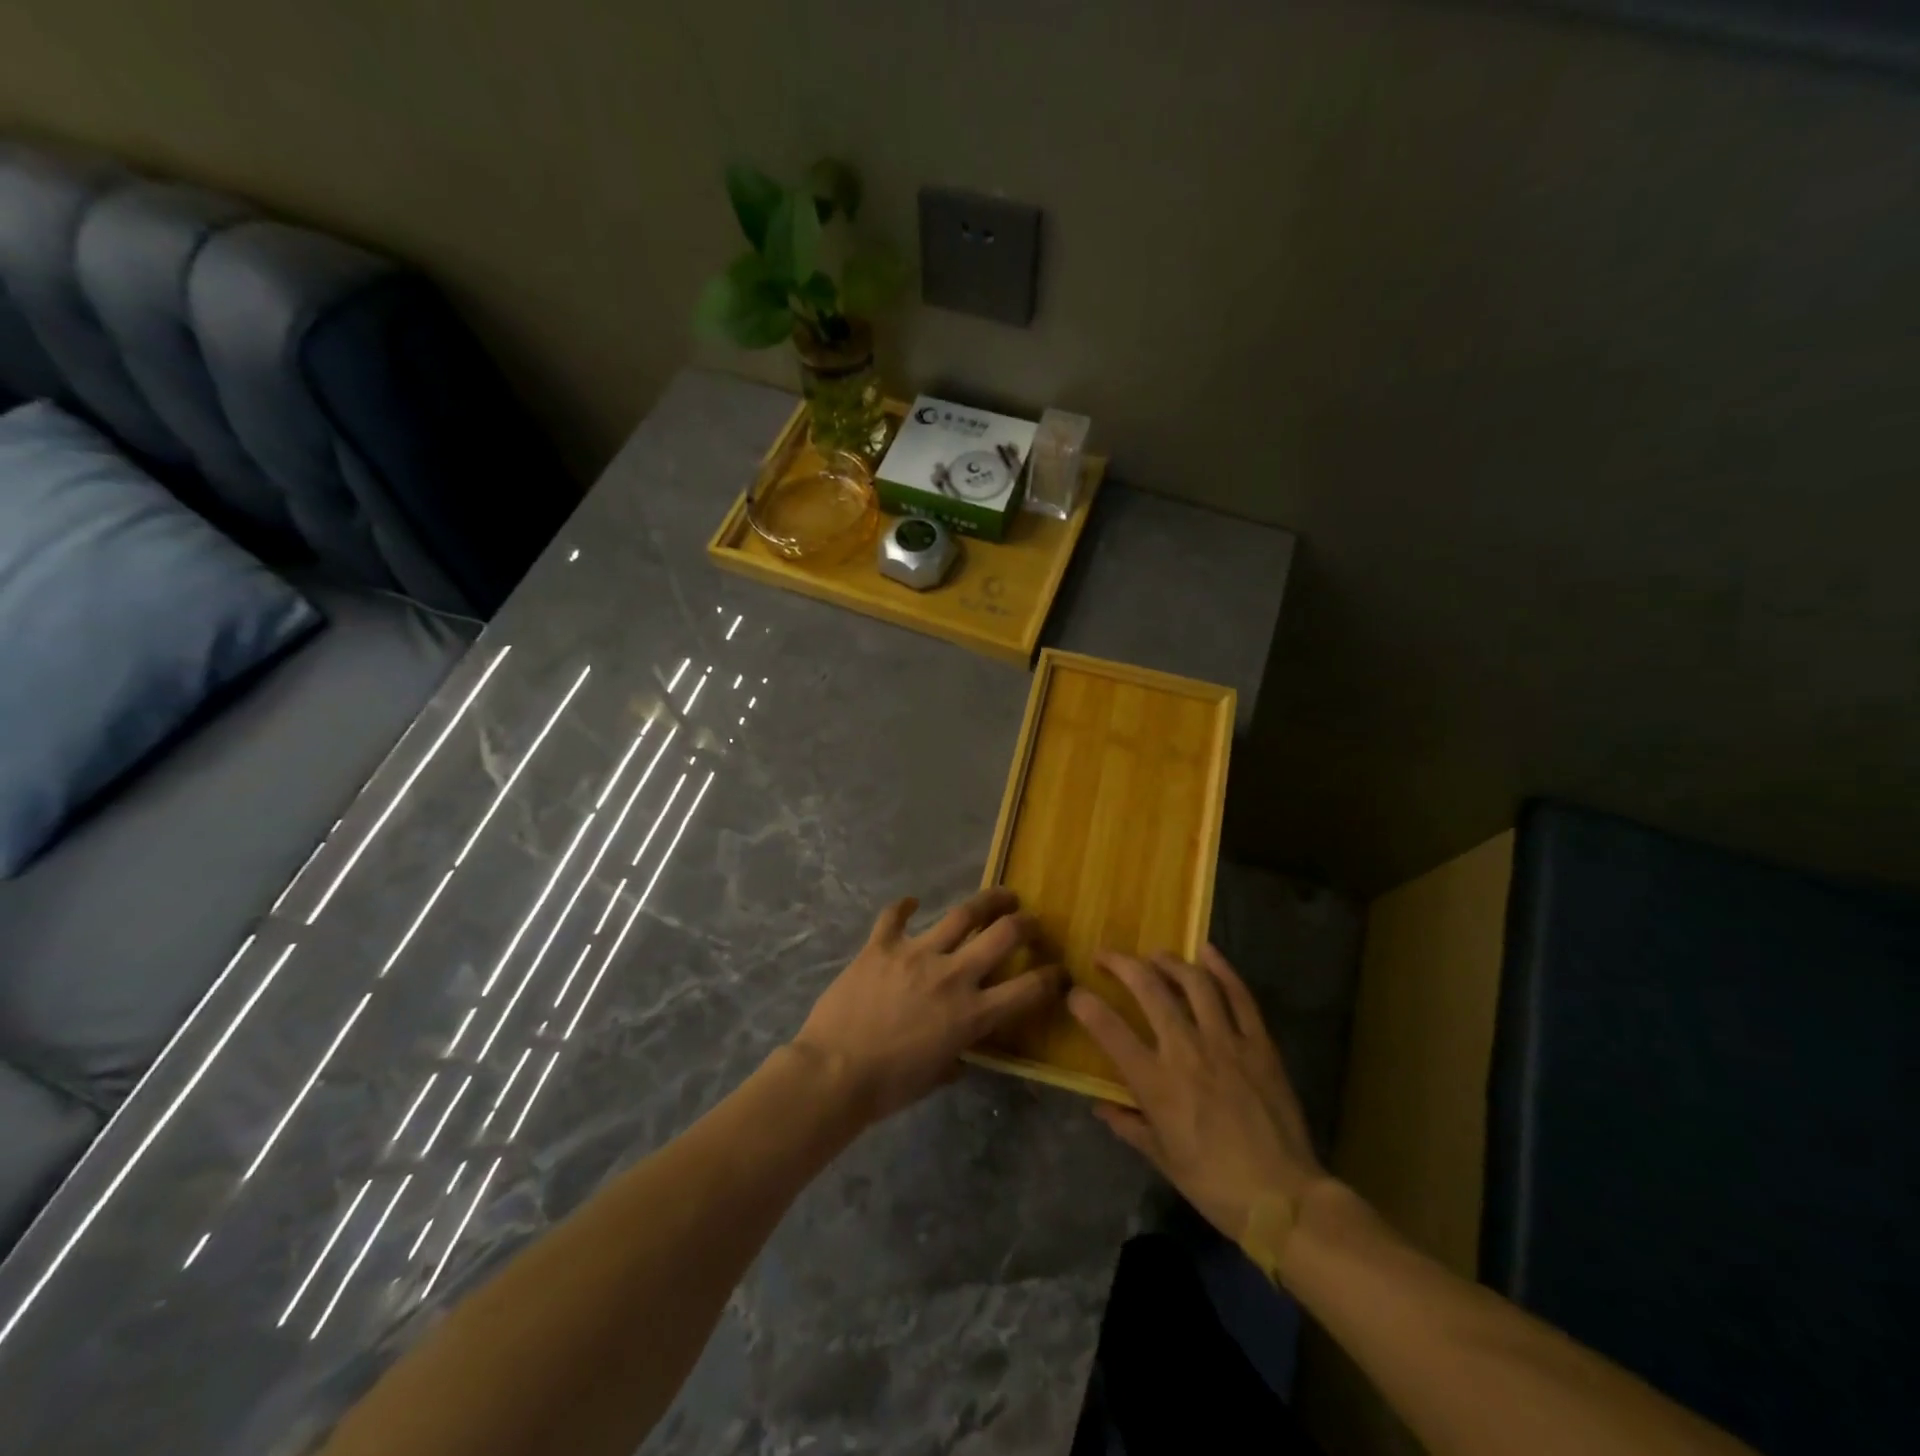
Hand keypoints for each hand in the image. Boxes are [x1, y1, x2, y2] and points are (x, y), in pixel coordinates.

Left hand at [794, 889, 1064, 1123]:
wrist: (834, 1072)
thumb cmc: (888, 1086)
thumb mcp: (936, 1076)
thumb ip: (958, 1055)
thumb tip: (963, 1050)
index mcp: (971, 1014)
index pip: (1028, 989)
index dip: (1053, 978)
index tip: (1061, 971)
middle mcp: (953, 975)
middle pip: (1003, 935)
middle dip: (1026, 923)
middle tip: (1031, 919)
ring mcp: (916, 954)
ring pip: (962, 914)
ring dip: (987, 900)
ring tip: (999, 894)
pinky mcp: (882, 945)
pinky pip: (895, 915)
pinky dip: (904, 907)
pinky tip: (911, 901)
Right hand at [1069, 945, 1329, 1265]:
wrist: (1283, 1200)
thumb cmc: (1214, 1185)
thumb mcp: (1162, 1158)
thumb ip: (1128, 1124)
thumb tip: (1100, 1105)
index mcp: (1157, 1083)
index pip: (1109, 1030)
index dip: (1085, 1005)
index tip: (1075, 993)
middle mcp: (1186, 1051)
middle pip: (1149, 990)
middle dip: (1122, 965)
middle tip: (1107, 956)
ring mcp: (1226, 1042)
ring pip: (1194, 983)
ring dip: (1169, 961)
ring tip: (1154, 955)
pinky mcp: (1259, 1044)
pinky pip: (1240, 997)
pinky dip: (1223, 970)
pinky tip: (1208, 952)